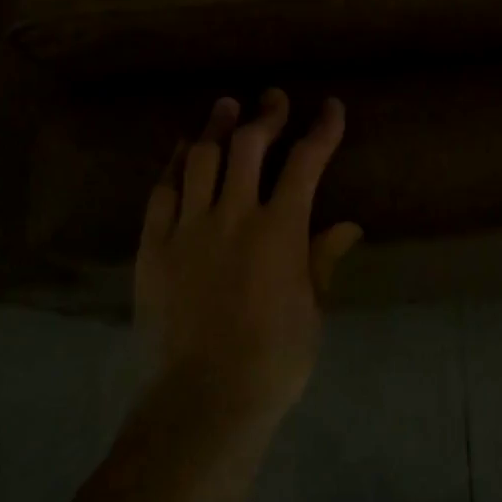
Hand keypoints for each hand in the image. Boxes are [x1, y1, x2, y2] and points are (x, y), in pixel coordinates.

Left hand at [135, 90, 363, 428]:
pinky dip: (175, 163)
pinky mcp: (153, 246)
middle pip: (249, 145)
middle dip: (266, 115)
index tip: (331, 108)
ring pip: (203, 158)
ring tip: (226, 106)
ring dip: (217, 126)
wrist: (201, 402)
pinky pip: (162, 191)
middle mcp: (233, 215)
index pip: (306, 163)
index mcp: (280, 231)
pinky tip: (184, 149)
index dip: (322, 130)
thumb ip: (322, 261)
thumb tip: (348, 225)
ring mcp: (188, 227)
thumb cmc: (272, 363)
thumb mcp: (312, 313)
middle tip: (273, 99)